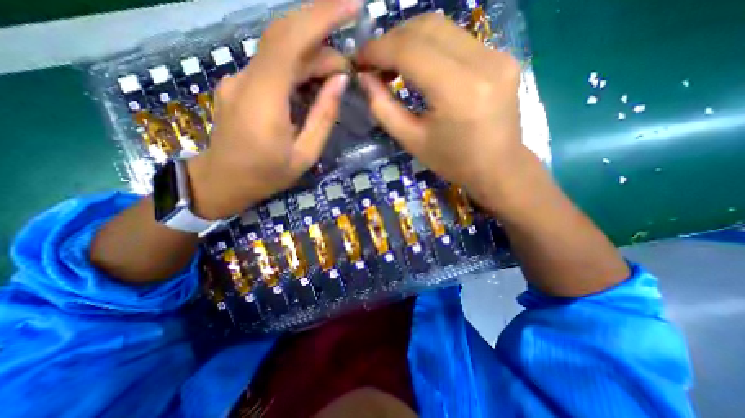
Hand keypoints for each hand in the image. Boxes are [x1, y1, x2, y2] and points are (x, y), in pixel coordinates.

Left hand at [188, 0, 359, 219]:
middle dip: (323, 41)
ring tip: (336, 77)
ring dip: (312, 59)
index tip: (351, 5)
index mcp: (264, 100)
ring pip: (280, 53)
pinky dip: (298, 68)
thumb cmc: (266, 175)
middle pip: (285, 40)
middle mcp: (246, 79)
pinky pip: (273, 67)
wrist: (223, 181)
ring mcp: (239, 79)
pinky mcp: (240, 85)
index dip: (320, 16)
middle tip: (349, 66)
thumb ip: (323, 117)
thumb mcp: (305, 154)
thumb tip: (340, 80)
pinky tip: (313, 83)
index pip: (289, 40)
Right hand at [354, 13, 528, 215]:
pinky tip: (420, 66)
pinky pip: (457, 40)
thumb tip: (364, 78)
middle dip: (391, 40)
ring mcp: (497, 55)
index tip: (358, 60)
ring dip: (409, 40)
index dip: (377, 50)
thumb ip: (383, 108)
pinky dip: (430, 47)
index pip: (409, 50)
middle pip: (426, 28)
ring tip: (393, 64)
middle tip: (374, 63)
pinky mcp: (502, 56)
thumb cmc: (452, 162)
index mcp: (457, 91)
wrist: (498, 167)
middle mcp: (482, 62)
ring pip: (442, 28)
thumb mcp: (411, 141)